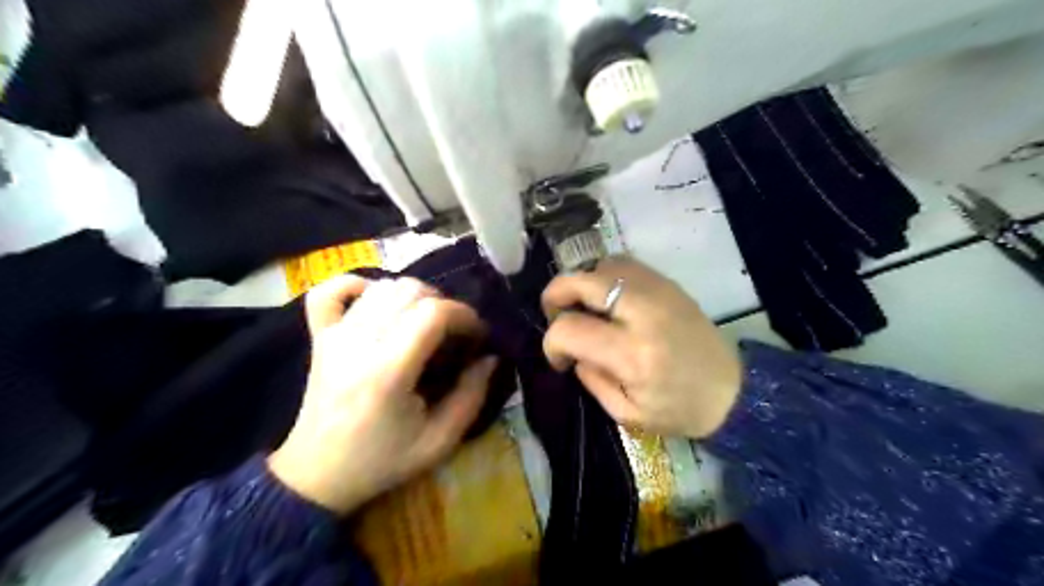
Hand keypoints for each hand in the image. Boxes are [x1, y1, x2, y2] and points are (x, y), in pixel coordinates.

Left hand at [268, 274, 495, 512]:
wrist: (316, 476)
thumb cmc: (381, 461)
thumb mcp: (439, 442)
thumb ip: (471, 396)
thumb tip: (490, 358)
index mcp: (389, 371)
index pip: (433, 313)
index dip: (464, 315)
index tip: (477, 334)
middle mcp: (359, 342)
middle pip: (410, 291)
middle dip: (444, 304)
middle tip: (454, 332)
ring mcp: (335, 335)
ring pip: (382, 286)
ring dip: (413, 296)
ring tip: (425, 321)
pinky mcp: (320, 336)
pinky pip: (330, 291)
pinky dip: (357, 286)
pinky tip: (376, 301)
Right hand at [543, 256, 736, 438]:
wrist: (733, 391)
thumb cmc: (679, 410)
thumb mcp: (627, 414)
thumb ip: (591, 379)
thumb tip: (573, 351)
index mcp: (632, 355)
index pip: (569, 329)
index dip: (552, 342)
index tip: (560, 358)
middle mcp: (643, 313)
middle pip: (581, 281)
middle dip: (555, 295)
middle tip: (555, 314)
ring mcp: (658, 292)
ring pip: (602, 265)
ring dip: (582, 283)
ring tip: (584, 307)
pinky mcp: (669, 284)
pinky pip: (624, 264)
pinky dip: (605, 276)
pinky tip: (607, 298)